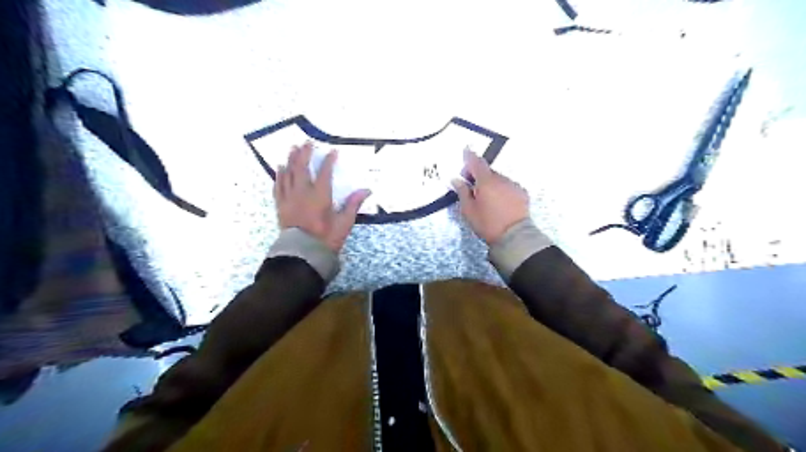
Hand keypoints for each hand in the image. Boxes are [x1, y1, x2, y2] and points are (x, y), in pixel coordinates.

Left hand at [272, 142, 368, 252]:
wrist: (302, 254)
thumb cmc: (326, 239)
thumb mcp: (344, 224)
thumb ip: (353, 204)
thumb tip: (367, 190)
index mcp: (320, 196)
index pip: (325, 173)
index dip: (329, 161)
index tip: (333, 151)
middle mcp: (302, 193)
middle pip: (302, 168)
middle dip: (305, 154)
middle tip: (307, 142)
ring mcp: (289, 198)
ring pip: (288, 174)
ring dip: (291, 160)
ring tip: (293, 149)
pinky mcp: (281, 206)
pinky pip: (278, 186)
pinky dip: (279, 175)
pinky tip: (280, 168)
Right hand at [453, 149, 529, 244]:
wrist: (514, 236)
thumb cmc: (487, 224)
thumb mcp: (469, 210)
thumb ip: (462, 192)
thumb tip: (457, 179)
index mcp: (486, 181)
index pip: (476, 163)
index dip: (469, 156)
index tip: (465, 151)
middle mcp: (501, 179)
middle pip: (487, 171)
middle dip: (479, 175)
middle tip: (471, 186)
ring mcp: (514, 185)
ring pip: (498, 179)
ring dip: (491, 183)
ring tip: (486, 198)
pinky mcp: (522, 193)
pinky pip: (508, 186)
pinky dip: (502, 190)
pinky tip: (499, 202)